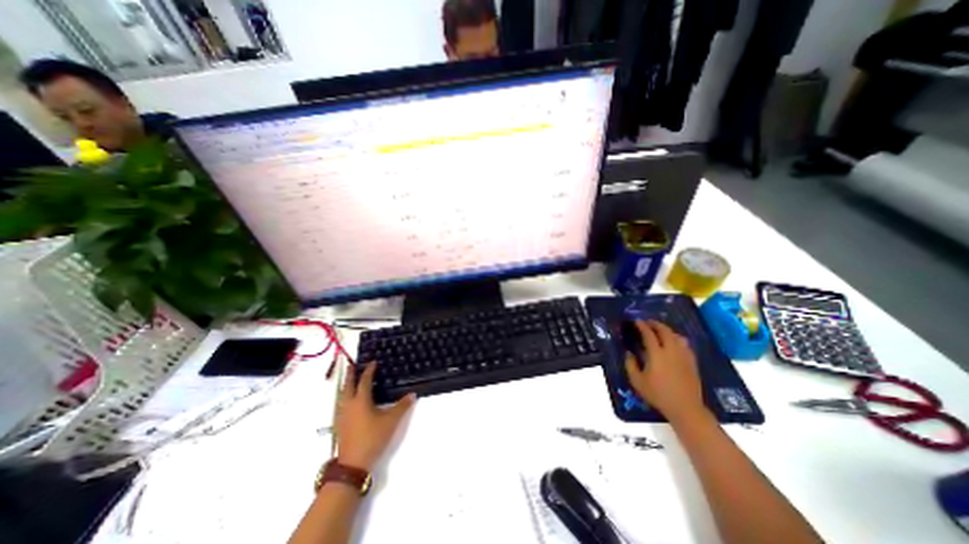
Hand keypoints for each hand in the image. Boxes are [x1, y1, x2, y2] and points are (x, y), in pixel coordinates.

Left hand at [335, 362, 413, 470]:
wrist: (353, 464)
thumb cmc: (373, 438)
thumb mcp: (391, 421)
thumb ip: (402, 406)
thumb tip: (412, 394)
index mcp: (361, 400)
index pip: (364, 380)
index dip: (369, 370)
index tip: (373, 362)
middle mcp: (349, 404)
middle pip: (348, 385)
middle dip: (351, 374)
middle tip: (352, 365)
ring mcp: (342, 415)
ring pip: (342, 395)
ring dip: (346, 385)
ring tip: (350, 380)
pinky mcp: (339, 425)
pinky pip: (340, 404)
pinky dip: (344, 396)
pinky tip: (348, 401)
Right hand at [625, 319, 708, 423]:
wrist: (685, 408)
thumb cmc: (658, 394)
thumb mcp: (637, 381)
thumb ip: (630, 364)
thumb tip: (629, 353)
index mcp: (656, 354)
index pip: (649, 334)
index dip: (642, 326)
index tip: (636, 321)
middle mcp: (671, 351)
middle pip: (665, 331)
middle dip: (655, 324)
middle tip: (647, 322)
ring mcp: (683, 355)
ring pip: (676, 335)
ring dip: (666, 330)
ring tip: (659, 330)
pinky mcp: (692, 362)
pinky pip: (685, 344)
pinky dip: (677, 338)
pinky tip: (673, 342)